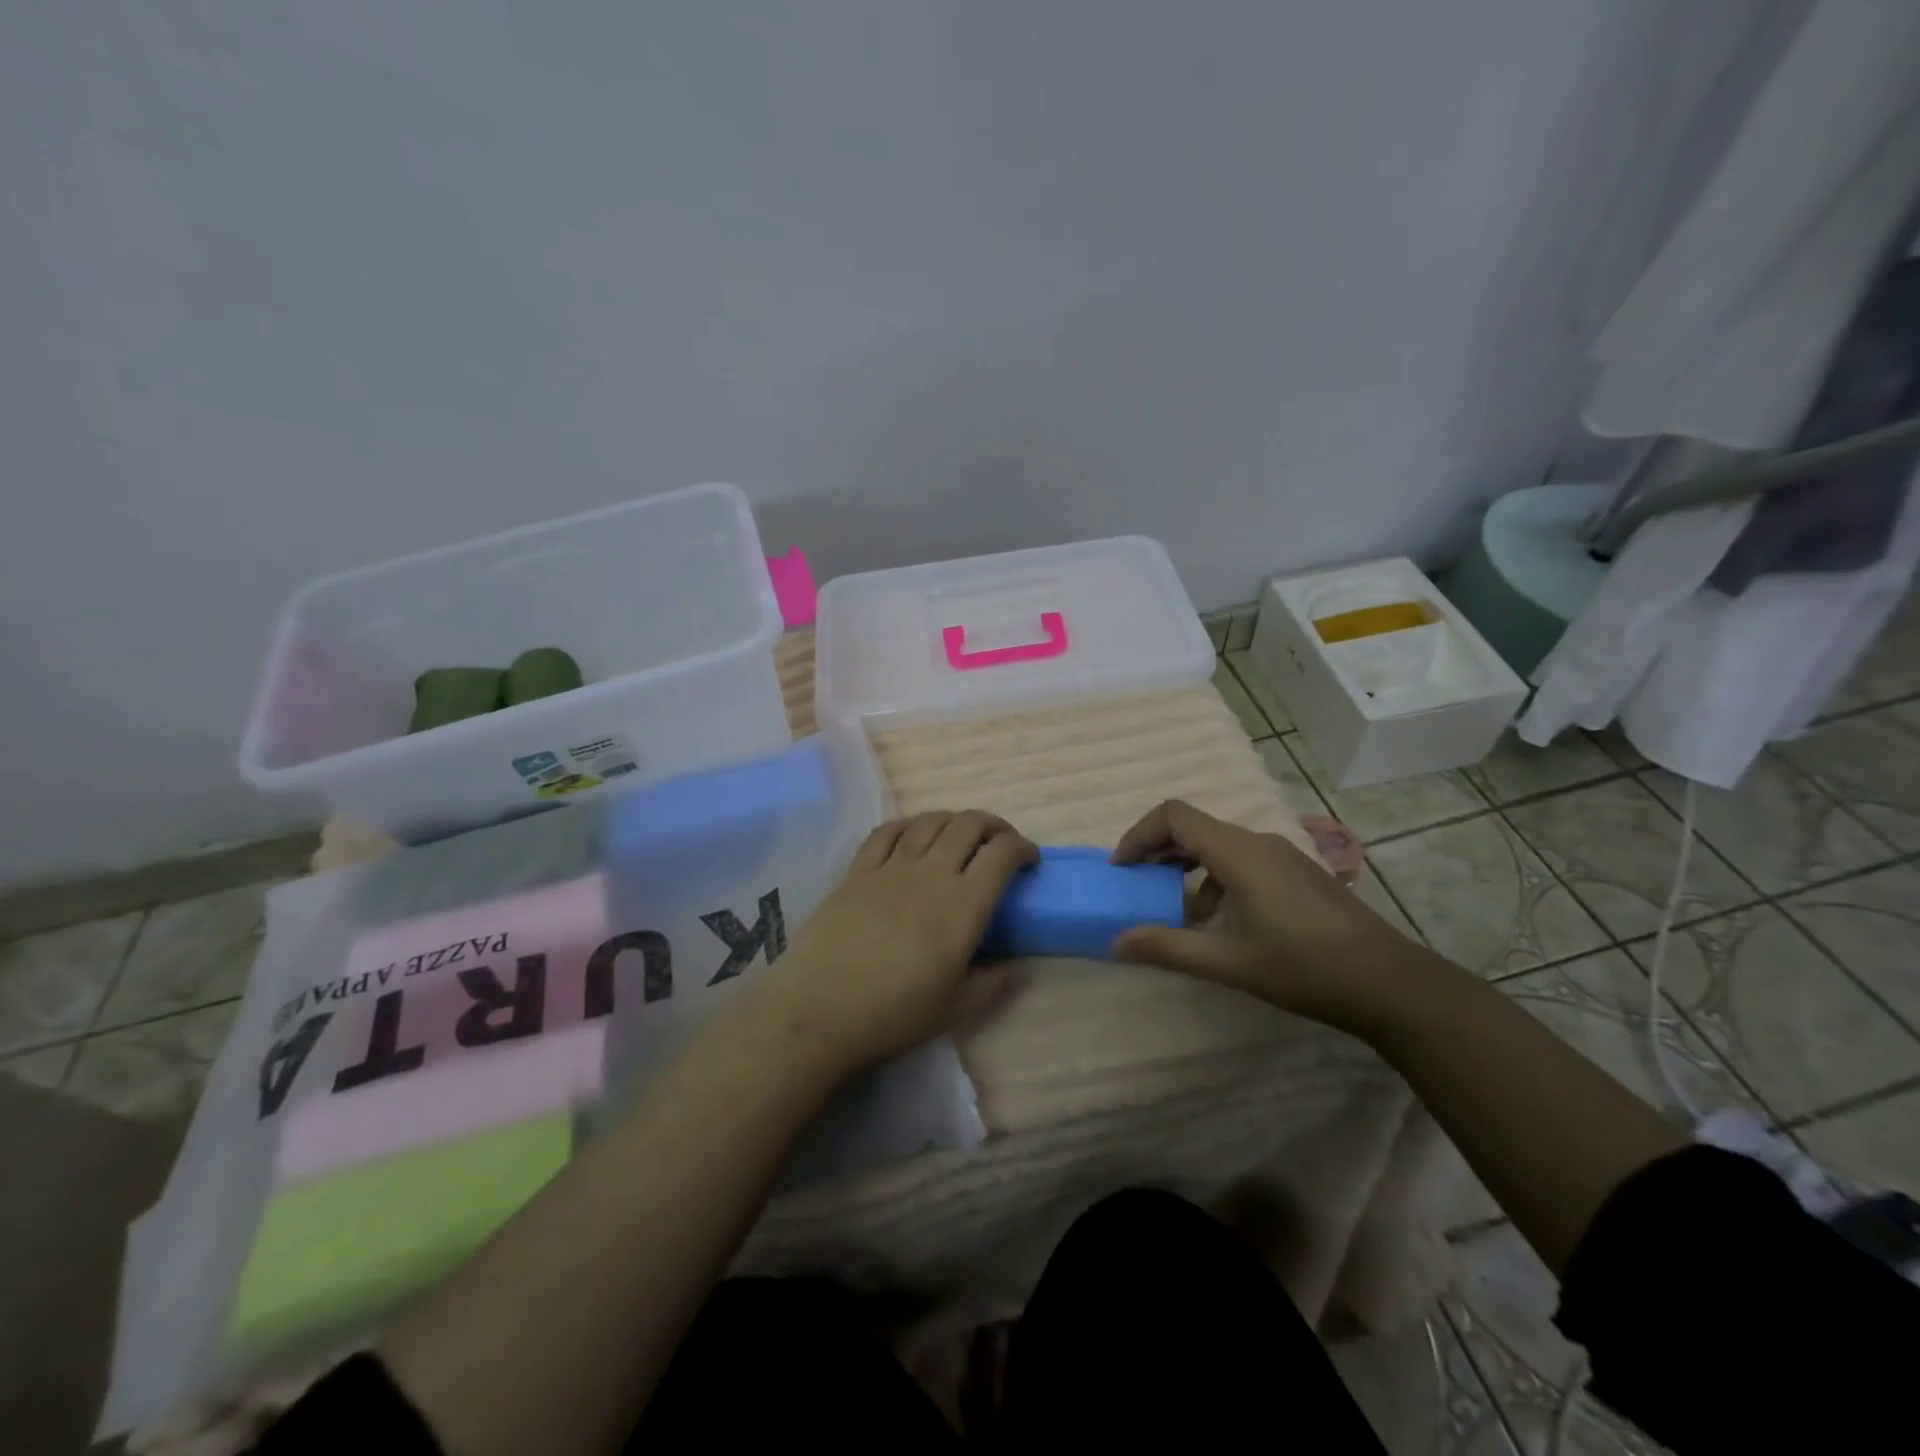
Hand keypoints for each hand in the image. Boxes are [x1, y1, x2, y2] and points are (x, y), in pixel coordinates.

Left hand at [747, 810, 1038, 1073]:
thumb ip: (994, 984)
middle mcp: (931, 873)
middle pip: (969, 825)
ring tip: (960, 837)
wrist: (820, 1010)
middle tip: (1000, 844)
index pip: (1001, 854)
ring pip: (930, 821)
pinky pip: (887, 831)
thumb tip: (1019, 967)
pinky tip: (912, 836)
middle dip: (993, 826)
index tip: (1029, 861)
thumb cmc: (894, 1014)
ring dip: (954, 820)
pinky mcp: (857, 870)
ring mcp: (891, 867)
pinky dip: (909, 825)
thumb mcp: (956, 1009)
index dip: (1022, 848)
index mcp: (963, 905)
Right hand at [1109, 799, 1417, 1029]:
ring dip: (1186, 867)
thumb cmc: (1304, 968)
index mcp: (1239, 853)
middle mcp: (1258, 842)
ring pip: (1218, 844)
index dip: (1139, 835)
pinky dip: (1214, 878)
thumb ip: (1168, 948)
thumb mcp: (1228, 962)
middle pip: (1194, 827)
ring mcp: (1282, 855)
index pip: (1174, 816)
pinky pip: (1241, 860)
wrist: (1390, 983)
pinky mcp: (1297, 873)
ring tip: (1174, 908)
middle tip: (1135, 883)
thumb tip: (1116, 942)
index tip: (1121, 869)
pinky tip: (1218, 920)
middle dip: (1157, 850)